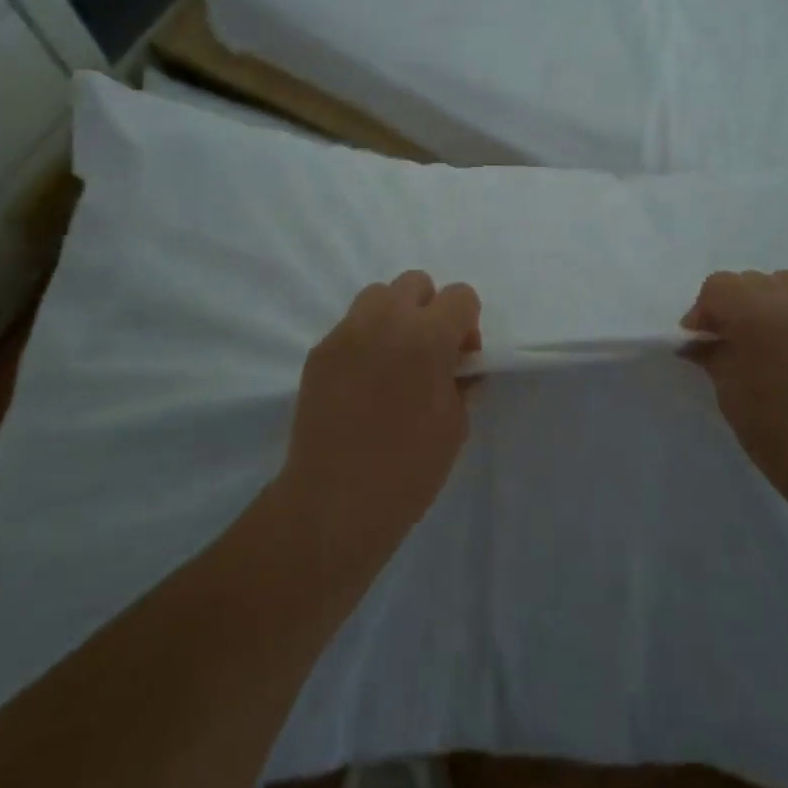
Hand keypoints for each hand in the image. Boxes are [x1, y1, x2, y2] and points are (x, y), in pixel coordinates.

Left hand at [277, 271, 480, 576]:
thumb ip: (461, 380)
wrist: (334, 505)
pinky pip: (351, 326)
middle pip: (416, 283)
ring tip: (393, 361)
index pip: (461, 295)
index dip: (467, 323)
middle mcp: (386, 321)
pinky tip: (362, 382)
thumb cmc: (407, 470)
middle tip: (428, 354)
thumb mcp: (455, 425)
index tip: (460, 359)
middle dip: (430, 310)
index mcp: (428, 337)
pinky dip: (365, 340)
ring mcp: (347, 333)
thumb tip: (458, 365)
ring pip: (378, 295)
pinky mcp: (319, 351)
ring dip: (394, 316)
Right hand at [682, 270, 787, 520]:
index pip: (718, 287)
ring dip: (779, 309)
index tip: (703, 341)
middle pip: (757, 283)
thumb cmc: (778, 432)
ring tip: (782, 346)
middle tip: (741, 344)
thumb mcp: (729, 392)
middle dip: (742, 307)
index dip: (706, 312)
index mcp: (755, 309)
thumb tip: (698, 342)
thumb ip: (712, 354)